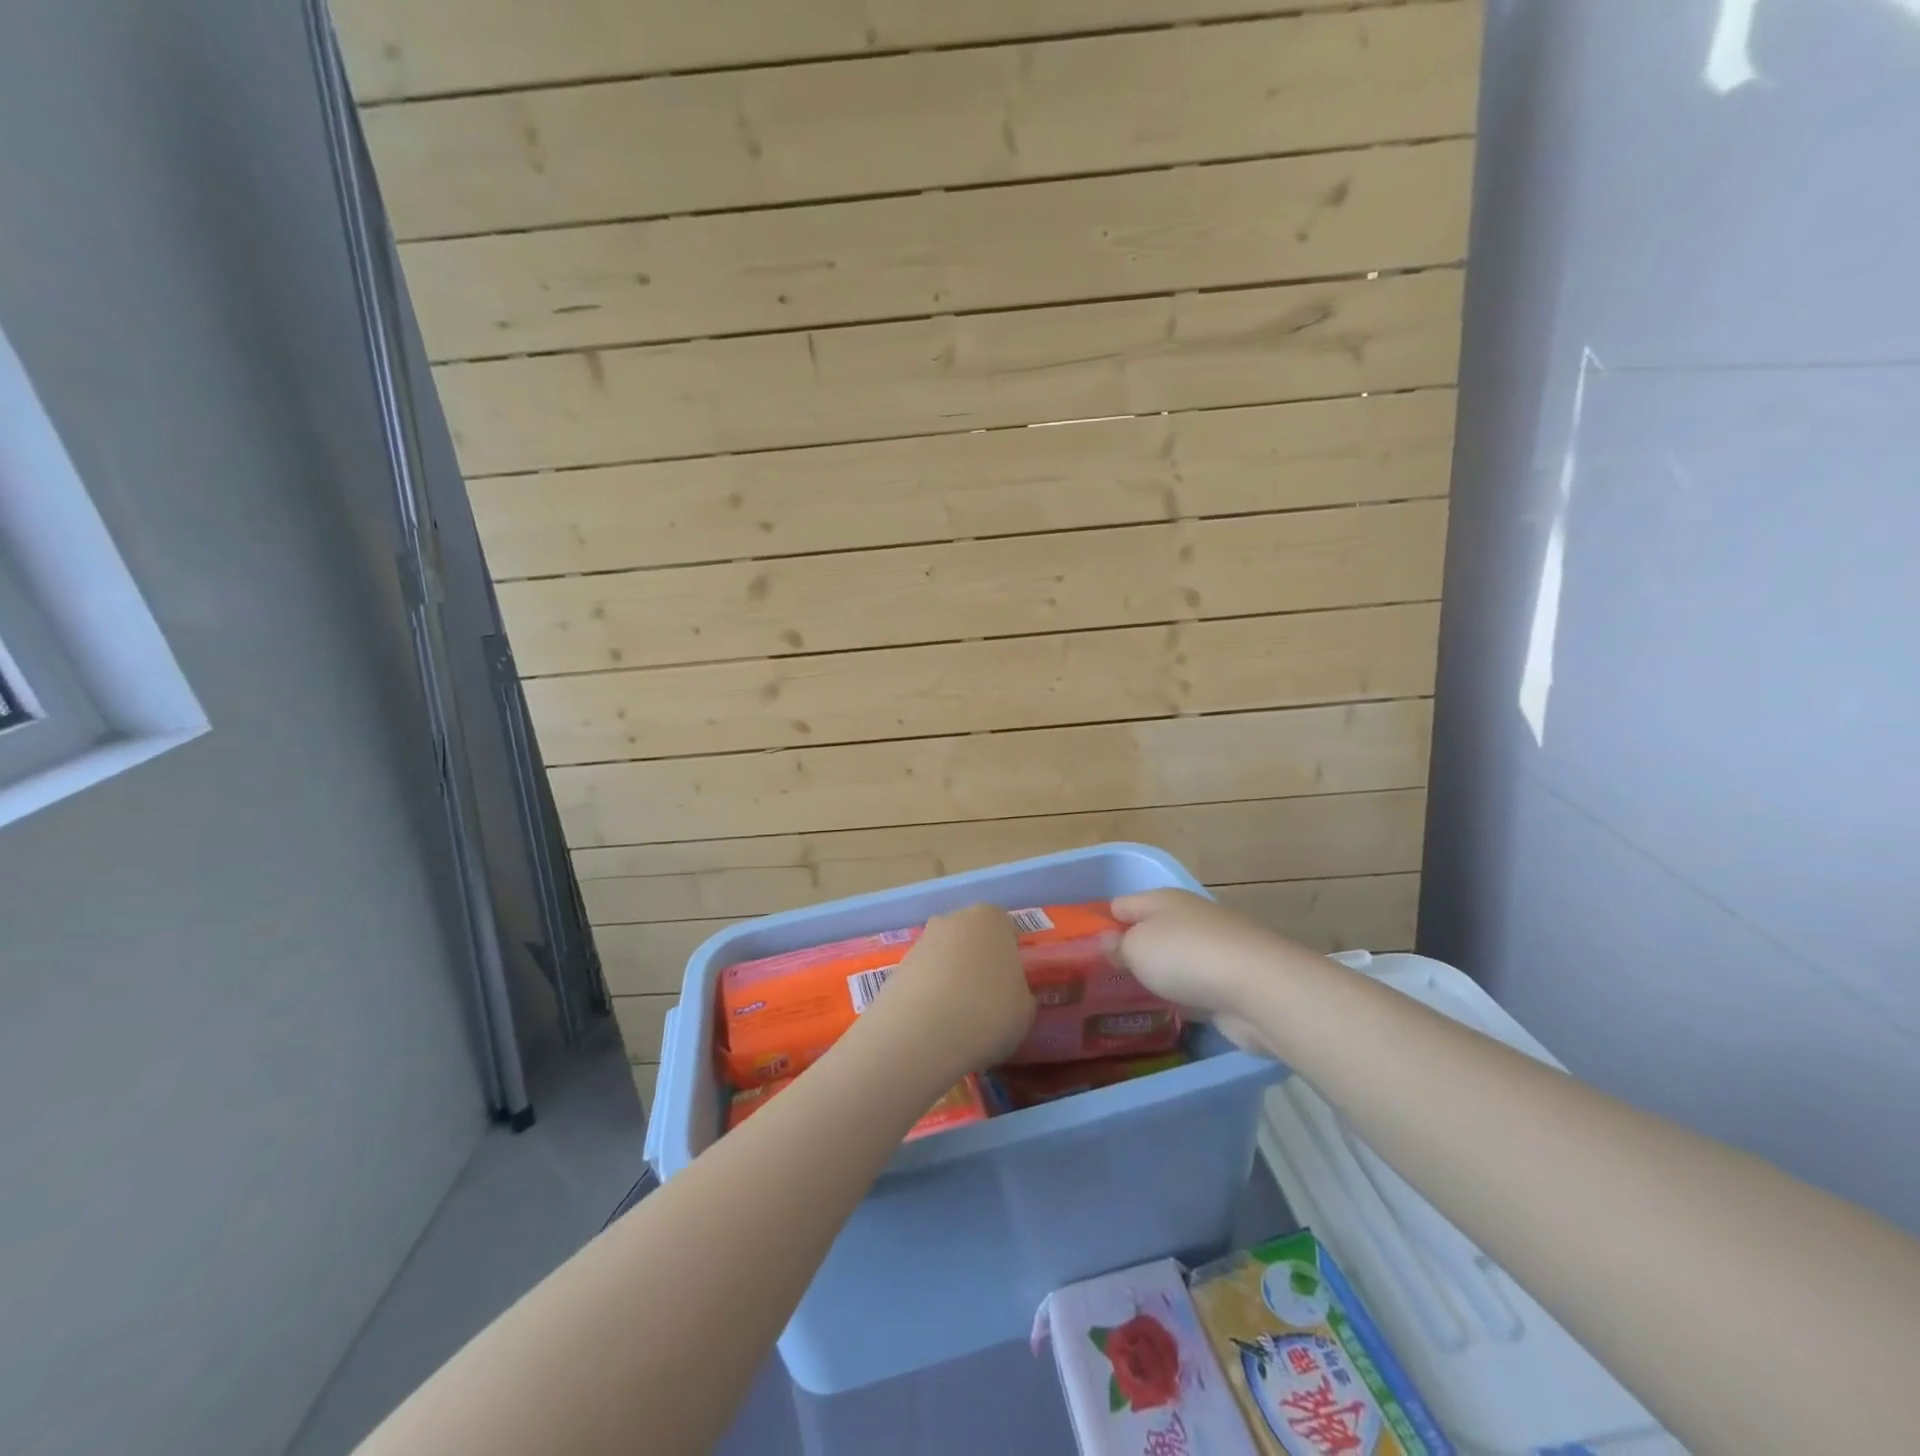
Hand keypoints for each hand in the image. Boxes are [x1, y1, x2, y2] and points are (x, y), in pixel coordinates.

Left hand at [864, 905, 1035, 1078]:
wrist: (921, 1033)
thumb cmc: (987, 1013)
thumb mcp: (1024, 1010)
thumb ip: (1020, 993)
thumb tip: (1009, 994)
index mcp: (991, 919)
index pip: (1006, 930)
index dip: (1010, 958)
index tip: (1011, 986)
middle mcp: (954, 919)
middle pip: (972, 938)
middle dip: (977, 962)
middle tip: (985, 1000)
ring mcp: (922, 940)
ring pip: (945, 957)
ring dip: (951, 978)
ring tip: (957, 1019)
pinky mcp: (897, 965)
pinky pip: (923, 977)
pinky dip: (929, 994)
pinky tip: (934, 1023)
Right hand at [1111, 889, 1311, 1057]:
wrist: (1259, 989)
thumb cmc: (1186, 956)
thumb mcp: (1137, 948)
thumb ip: (1117, 946)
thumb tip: (1108, 942)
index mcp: (1162, 900)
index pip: (1120, 905)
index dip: (1099, 924)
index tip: (1079, 950)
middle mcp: (1188, 918)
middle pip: (1149, 931)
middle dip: (1128, 952)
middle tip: (1098, 981)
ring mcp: (1213, 950)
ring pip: (1172, 961)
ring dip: (1156, 976)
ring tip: (1126, 999)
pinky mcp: (1230, 982)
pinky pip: (1194, 986)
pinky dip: (1181, 997)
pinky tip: (1165, 1013)